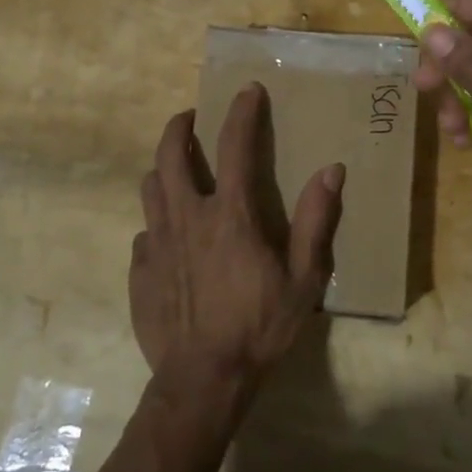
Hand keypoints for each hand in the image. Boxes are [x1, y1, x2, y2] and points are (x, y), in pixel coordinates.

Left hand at [129, 84, 344, 405]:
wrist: (203, 380)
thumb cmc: (259, 328)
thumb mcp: (303, 279)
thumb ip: (315, 221)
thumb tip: (332, 170)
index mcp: (230, 215)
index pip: (234, 146)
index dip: (242, 112)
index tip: (247, 90)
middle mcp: (187, 217)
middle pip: (171, 153)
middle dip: (180, 126)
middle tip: (192, 118)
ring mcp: (157, 243)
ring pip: (150, 186)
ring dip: (164, 168)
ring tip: (177, 169)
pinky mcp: (139, 270)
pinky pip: (144, 232)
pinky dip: (158, 222)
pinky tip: (169, 237)